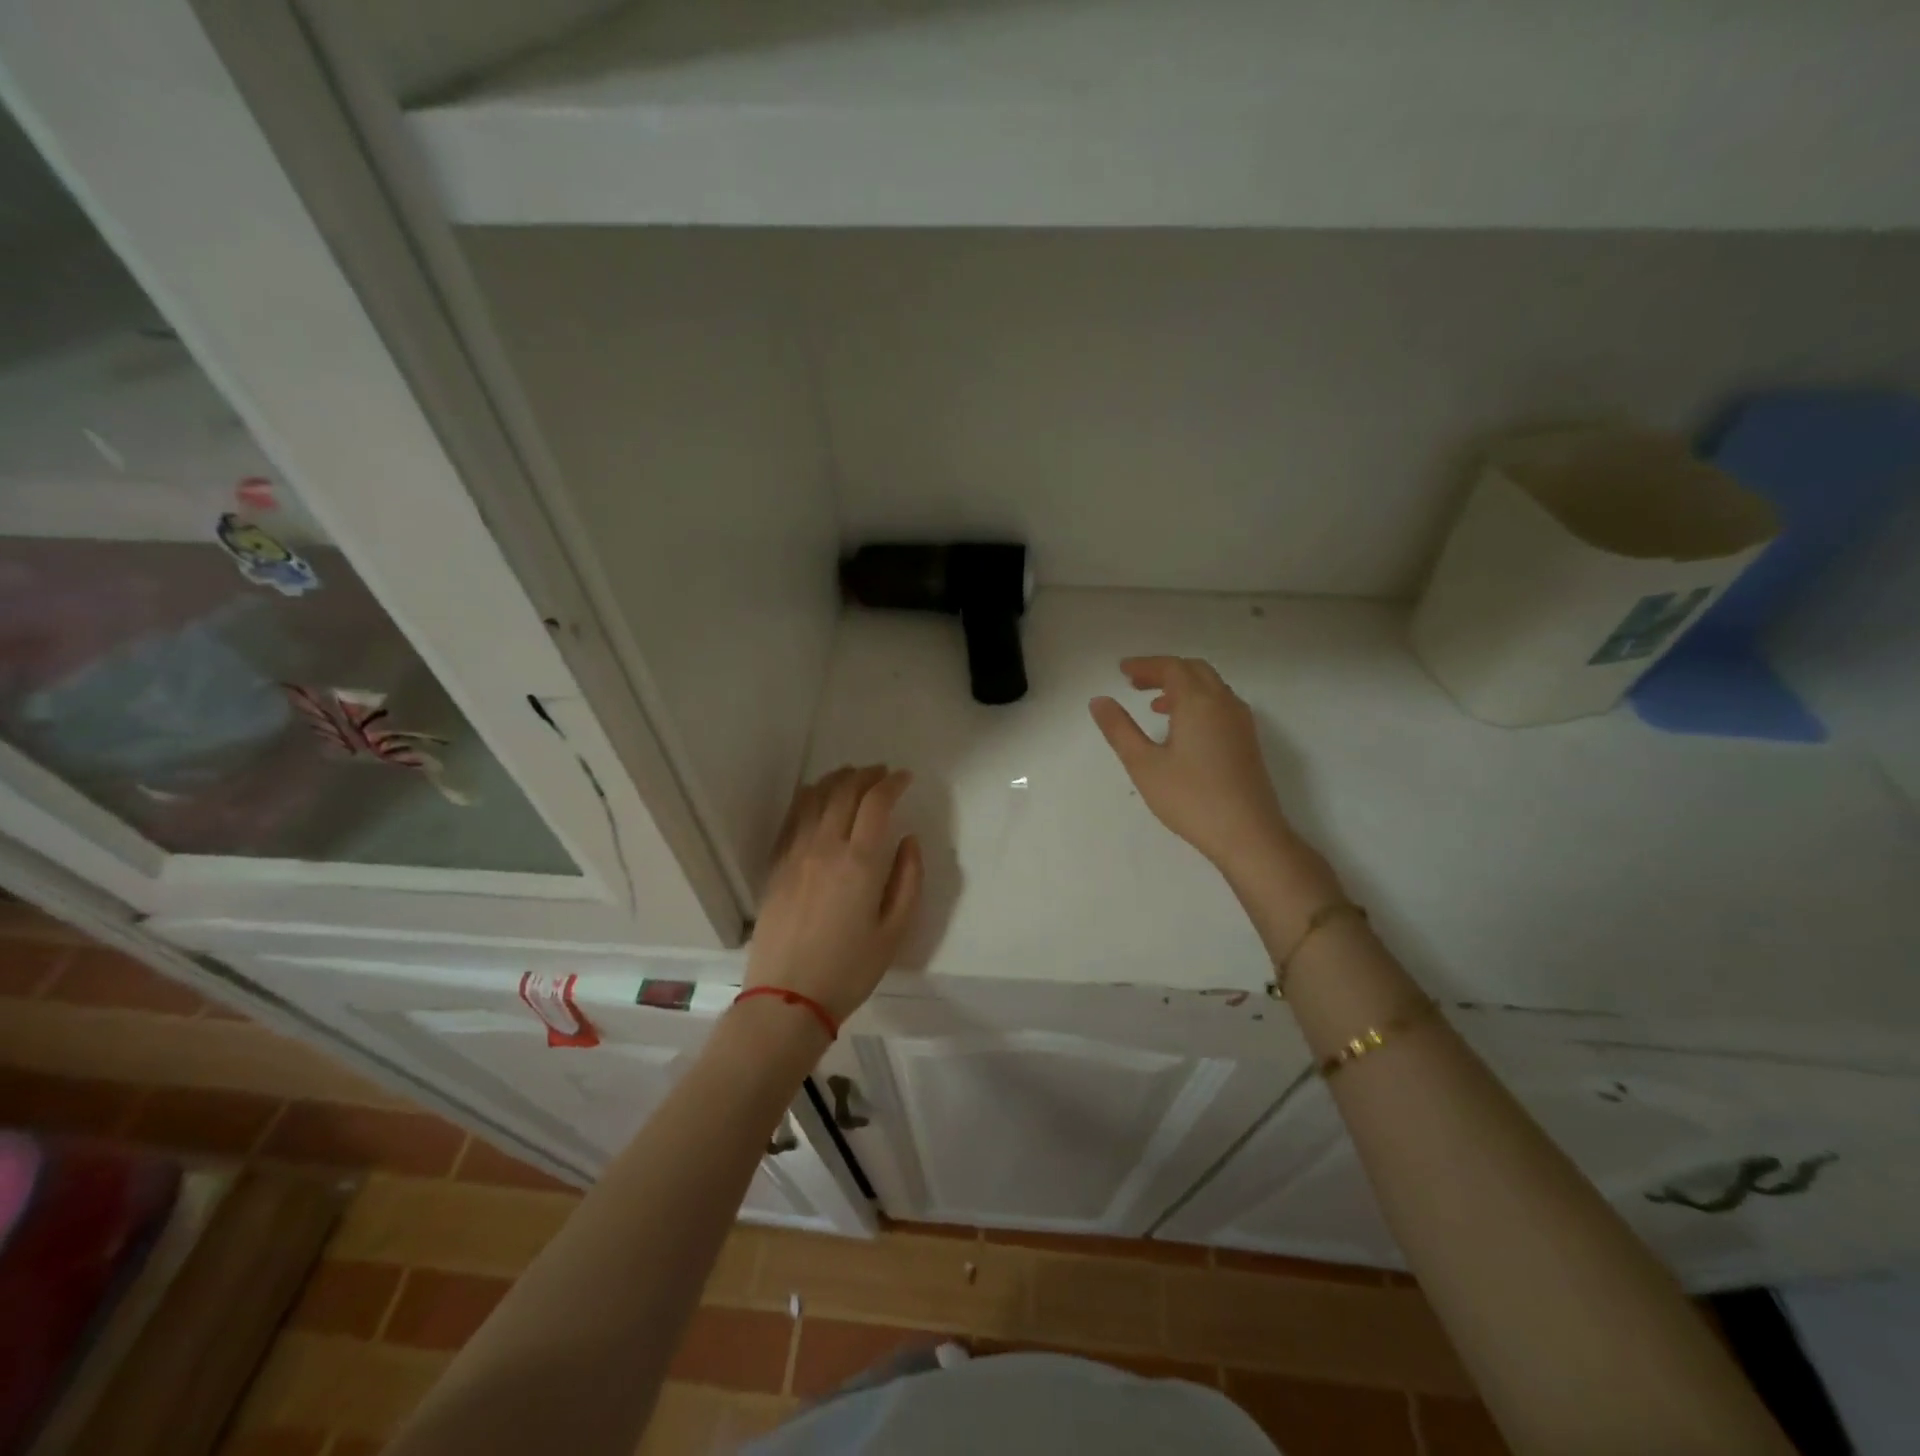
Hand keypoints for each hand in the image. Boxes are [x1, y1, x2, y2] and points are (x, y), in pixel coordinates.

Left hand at [745, 766, 922, 1025]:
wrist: (787, 998)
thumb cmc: (849, 970)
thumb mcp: (895, 931)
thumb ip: (908, 880)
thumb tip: (909, 842)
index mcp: (859, 862)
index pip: (876, 803)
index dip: (892, 783)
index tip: (905, 778)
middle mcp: (825, 847)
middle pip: (844, 791)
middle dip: (866, 775)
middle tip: (882, 773)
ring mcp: (795, 854)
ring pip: (815, 798)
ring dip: (837, 780)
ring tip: (852, 777)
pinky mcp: (776, 866)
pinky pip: (793, 818)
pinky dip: (809, 797)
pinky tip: (816, 796)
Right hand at [1090, 657, 1317, 883]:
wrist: (1248, 834)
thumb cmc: (1191, 798)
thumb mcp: (1144, 764)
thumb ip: (1119, 729)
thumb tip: (1099, 701)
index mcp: (1198, 702)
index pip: (1171, 668)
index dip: (1145, 665)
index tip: (1122, 670)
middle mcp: (1224, 703)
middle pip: (1194, 671)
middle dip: (1164, 671)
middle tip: (1135, 683)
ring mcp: (1240, 722)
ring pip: (1211, 687)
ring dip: (1182, 687)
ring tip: (1154, 705)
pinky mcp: (1247, 741)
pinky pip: (1220, 705)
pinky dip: (1198, 702)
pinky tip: (1183, 729)